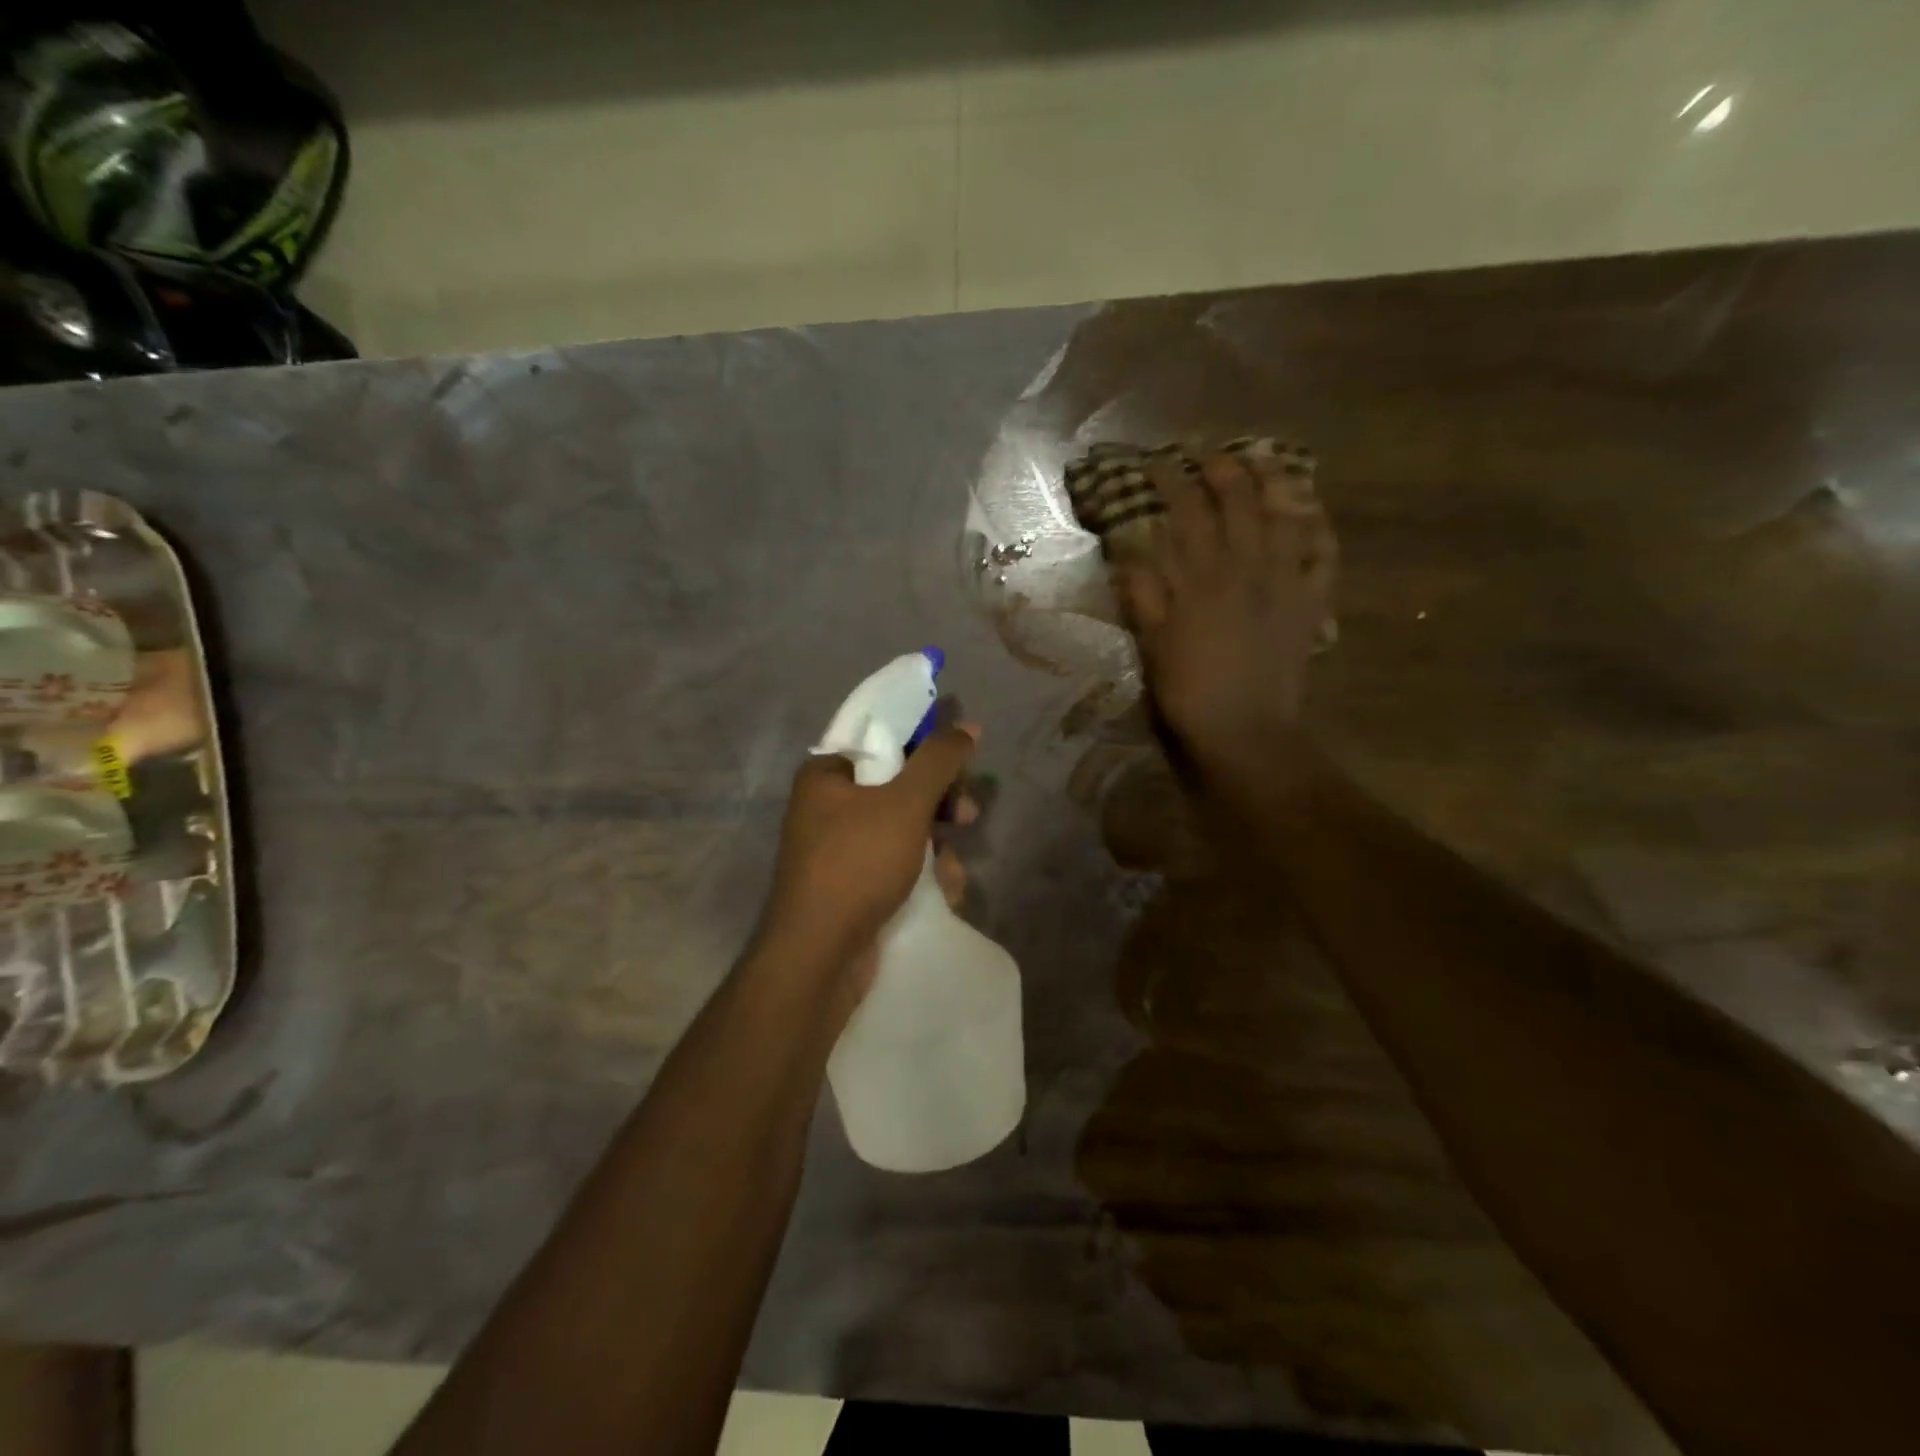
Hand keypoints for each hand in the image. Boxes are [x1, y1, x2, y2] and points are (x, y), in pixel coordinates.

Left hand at [759, 723, 978, 1002]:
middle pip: (900, 789)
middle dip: (940, 806)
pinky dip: (923, 876)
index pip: (885, 744)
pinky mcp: (853, 888)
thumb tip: (968, 725)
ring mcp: (840, 852)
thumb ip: (939, 760)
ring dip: (938, 848)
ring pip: (906, 832)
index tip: (960, 769)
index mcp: (827, 776)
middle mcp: (828, 808)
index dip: (927, 752)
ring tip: (951, 872)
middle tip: (966, 816)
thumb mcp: (905, 802)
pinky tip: (944, 895)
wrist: (819, 956)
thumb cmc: (857, 863)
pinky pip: (898, 867)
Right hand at [1117, 451, 1336, 783]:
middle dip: (1219, 465)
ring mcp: (1285, 581)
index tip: (1154, 460)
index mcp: (1202, 577)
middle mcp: (1246, 567)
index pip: (1185, 511)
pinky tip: (1312, 508)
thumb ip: (1143, 594)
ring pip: (1284, 514)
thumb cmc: (1190, 691)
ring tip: (1261, 455)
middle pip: (1237, 500)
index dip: (1169, 479)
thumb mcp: (1152, 644)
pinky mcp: (1311, 603)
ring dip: (1272, 479)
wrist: (1245, 731)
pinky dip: (1319, 526)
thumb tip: (1128, 550)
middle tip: (1203, 447)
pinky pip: (1322, 554)